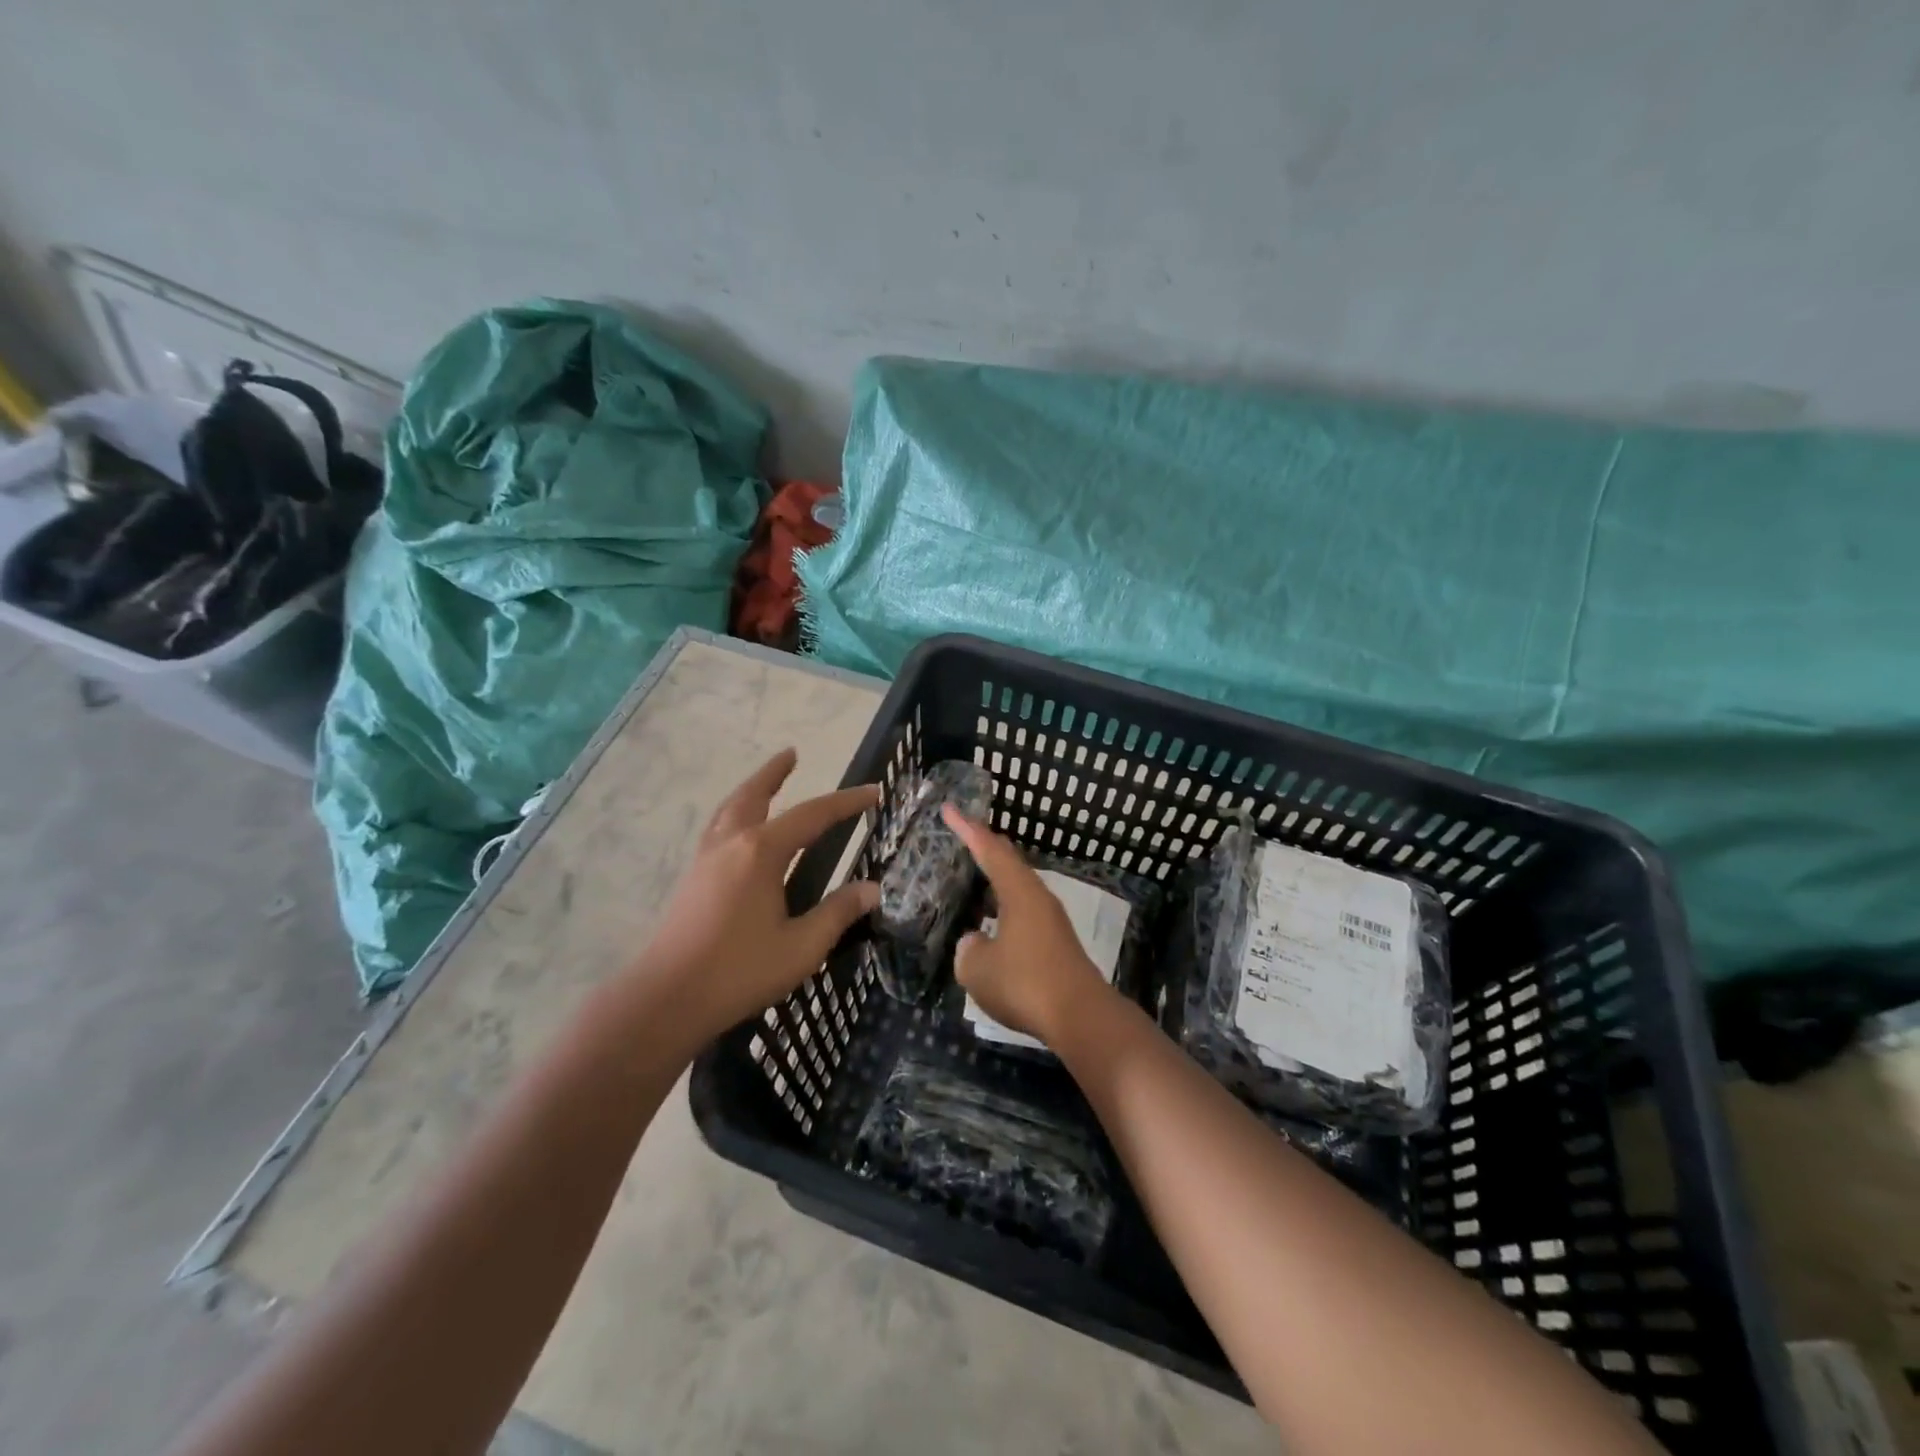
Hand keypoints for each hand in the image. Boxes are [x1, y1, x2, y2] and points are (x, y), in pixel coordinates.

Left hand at [640, 749, 878, 1040]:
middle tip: (792, 754)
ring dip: (750, 789)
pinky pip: (716, 828)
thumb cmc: (739, 971)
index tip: (873, 792)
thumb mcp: (802, 947)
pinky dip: (733, 813)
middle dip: (775, 773)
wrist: (666, 998)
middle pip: (755, 795)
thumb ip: (838, 913)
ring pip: (729, 809)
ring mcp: (706, 859)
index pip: (813, 816)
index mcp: (761, 852)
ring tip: (764, 782)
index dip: (846, 803)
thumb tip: (873, 889)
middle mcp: (731, 844)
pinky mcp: (692, 878)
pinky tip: (738, 832)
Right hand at [942, 806, 1113, 1044]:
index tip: (949, 808)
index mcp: (1019, 891)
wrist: (1080, 1016)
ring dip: (997, 879)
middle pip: (1010, 862)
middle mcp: (1038, 897)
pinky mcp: (1057, 942)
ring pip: (1019, 887)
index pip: (989, 849)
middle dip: (986, 846)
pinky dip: (1005, 905)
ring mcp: (1051, 920)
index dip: (967, 828)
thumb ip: (968, 949)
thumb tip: (976, 942)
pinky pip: (1024, 910)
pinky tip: (994, 921)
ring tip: (976, 875)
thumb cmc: (1025, 983)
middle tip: (964, 834)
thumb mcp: (977, 969)